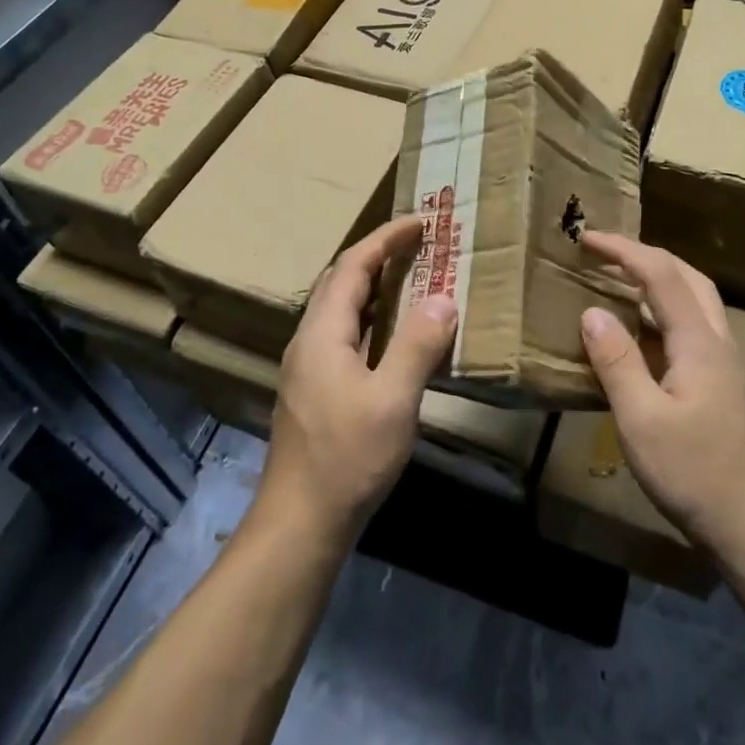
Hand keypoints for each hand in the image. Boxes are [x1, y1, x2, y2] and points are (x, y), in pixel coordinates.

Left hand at [253, 216, 458, 547]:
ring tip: (413, 279)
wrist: (300, 522)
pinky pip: (346, 335)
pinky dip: (373, 319)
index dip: (386, 238)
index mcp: (323, 332)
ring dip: (375, 287)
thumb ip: (417, 345)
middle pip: (342, 281)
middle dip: (379, 255)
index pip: (353, 266)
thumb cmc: (347, 457)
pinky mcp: (316, 390)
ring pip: (342, 309)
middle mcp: (310, 340)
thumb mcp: (392, 400)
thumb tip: (444, 299)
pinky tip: (395, 335)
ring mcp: (309, 367)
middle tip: (421, 246)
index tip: (422, 223)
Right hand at [578, 231, 744, 559]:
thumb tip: (591, 312)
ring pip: (695, 301)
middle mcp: (717, 342)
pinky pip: (693, 326)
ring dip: (659, 279)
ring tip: (620, 280)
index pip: (660, 274)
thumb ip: (616, 362)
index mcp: (699, 342)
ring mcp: (725, 365)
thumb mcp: (642, 420)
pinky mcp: (723, 386)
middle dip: (645, 255)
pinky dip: (665, 310)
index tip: (586, 238)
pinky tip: (643, 333)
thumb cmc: (695, 473)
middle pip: (687, 277)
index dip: (623, 250)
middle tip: (604, 252)